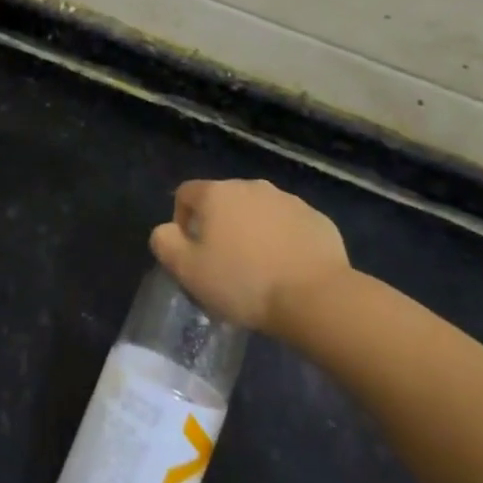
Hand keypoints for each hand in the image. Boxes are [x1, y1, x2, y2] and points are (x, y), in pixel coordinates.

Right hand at [150, 179, 350, 335]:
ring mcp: (288, 200)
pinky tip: (288, 271)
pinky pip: (289, 225)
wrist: (315, 296)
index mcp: (217, 194)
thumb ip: (165, 243)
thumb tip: (166, 230)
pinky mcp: (316, 218)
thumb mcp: (188, 270)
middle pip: (224, 201)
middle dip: (220, 227)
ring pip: (259, 212)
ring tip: (259, 270)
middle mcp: (252, 186)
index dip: (181, 220)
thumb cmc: (243, 282)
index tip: (191, 253)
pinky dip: (283, 241)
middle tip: (224, 265)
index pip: (186, 193)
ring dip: (253, 232)